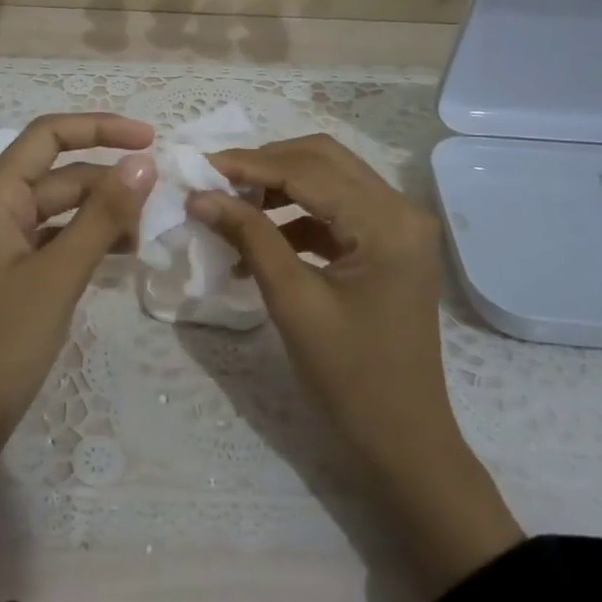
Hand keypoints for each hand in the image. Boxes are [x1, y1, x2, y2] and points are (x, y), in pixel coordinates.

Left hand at [0, 113, 156, 434]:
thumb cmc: (3, 341)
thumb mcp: (60, 273)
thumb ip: (102, 214)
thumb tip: (143, 162)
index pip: (46, 136)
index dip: (99, 128)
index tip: (149, 139)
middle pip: (57, 175)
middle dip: (108, 180)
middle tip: (161, 197)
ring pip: (59, 209)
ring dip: (102, 212)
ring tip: (149, 227)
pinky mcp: (10, 272)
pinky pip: (54, 239)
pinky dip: (87, 240)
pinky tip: (124, 252)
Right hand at [190, 135, 522, 592]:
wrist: (402, 441)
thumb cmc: (349, 377)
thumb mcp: (292, 301)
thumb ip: (249, 237)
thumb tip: (199, 195)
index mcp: (387, 222)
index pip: (308, 170)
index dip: (249, 164)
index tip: (198, 165)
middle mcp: (401, 210)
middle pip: (323, 160)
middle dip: (265, 165)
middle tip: (215, 181)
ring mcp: (399, 227)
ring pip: (329, 181)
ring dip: (279, 187)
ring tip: (231, 208)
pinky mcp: (388, 246)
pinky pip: (336, 212)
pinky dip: (295, 217)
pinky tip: (259, 242)